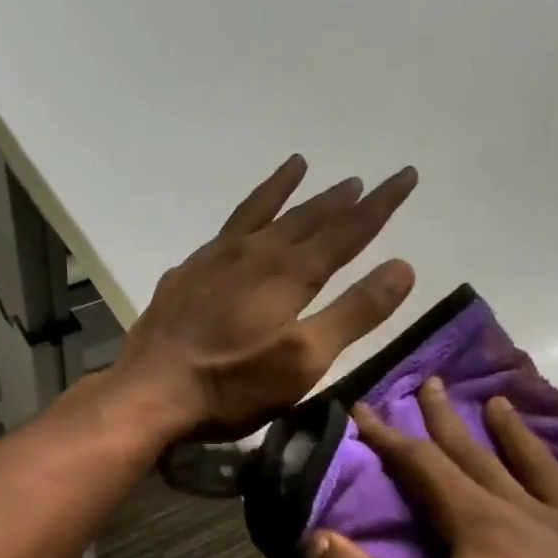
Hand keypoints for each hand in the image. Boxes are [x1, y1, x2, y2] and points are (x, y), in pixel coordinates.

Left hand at [115, 155, 418, 438]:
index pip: (347, 229)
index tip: (405, 175)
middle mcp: (254, 253)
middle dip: (338, 199)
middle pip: (305, 217)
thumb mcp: (305, 360)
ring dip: (283, 190)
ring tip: (299, 165)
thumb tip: (403, 266)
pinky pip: (221, 233)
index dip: (380, 204)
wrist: (151, 392)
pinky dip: (239, 220)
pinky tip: (235, 229)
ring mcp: (214, 261)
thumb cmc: (234, 385)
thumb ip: (353, 313)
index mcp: (289, 273)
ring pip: (258, 213)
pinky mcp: (185, 276)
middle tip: (360, 180)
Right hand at [305, 379, 557, 557]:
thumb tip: (316, 538)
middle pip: (477, 454)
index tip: (362, 409)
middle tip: (430, 383)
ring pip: (536, 466)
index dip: (388, 436)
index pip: (423, 465)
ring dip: (512, 433)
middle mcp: (526, 513)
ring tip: (498, 403)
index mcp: (479, 526)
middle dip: (445, 419)